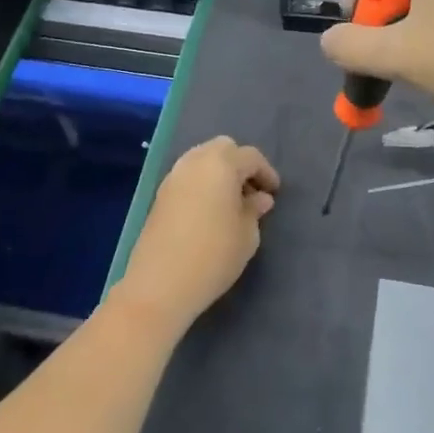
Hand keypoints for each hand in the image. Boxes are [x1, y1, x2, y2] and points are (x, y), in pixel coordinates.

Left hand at [113, 137, 279, 333]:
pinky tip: (210, 209)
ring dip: (219, 172)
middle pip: (223, 148)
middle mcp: (195, 161)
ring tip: (231, 201)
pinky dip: (202, 183)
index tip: (274, 192)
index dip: (266, 173)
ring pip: (202, 159)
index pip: (250, 157)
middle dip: (240, 164)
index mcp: (221, 164)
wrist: (160, 283)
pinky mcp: (160, 194)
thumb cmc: (214, 256)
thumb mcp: (247, 235)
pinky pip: (188, 177)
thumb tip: (258, 198)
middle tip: (251, 191)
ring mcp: (173, 176)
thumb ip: (254, 210)